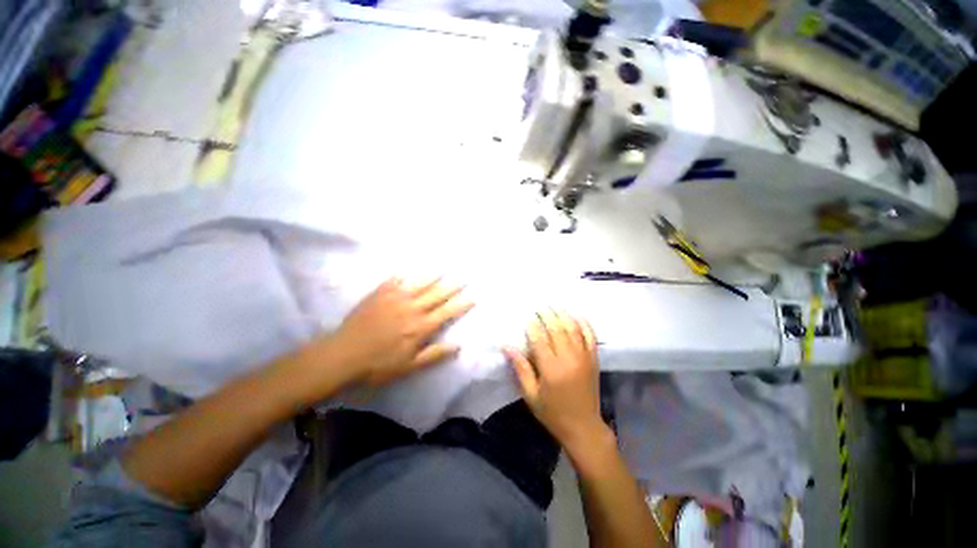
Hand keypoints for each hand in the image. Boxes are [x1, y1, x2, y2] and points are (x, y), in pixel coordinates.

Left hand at [325, 277, 473, 385]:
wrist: (343, 355)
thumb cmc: (378, 365)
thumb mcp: (409, 366)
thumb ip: (434, 354)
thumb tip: (458, 345)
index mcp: (421, 327)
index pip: (447, 312)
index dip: (461, 304)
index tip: (473, 296)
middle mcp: (412, 308)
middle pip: (437, 294)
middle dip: (453, 286)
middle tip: (464, 277)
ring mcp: (396, 298)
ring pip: (420, 283)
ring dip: (434, 275)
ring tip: (444, 267)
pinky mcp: (380, 293)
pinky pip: (397, 279)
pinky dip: (407, 273)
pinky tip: (412, 268)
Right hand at [504, 311, 607, 454]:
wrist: (583, 427)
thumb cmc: (552, 412)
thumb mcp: (530, 394)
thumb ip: (520, 368)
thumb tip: (507, 346)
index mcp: (551, 369)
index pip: (539, 339)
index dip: (532, 325)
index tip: (527, 316)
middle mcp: (568, 359)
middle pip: (556, 329)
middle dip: (547, 315)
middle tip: (539, 306)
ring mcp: (584, 357)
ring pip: (573, 328)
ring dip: (563, 314)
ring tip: (554, 305)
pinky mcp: (594, 359)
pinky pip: (590, 336)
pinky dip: (584, 324)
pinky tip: (577, 315)